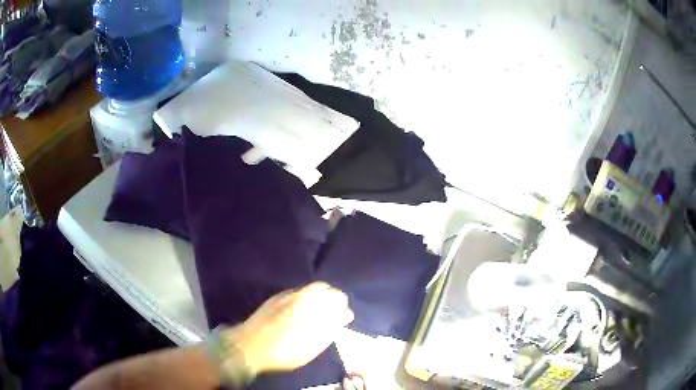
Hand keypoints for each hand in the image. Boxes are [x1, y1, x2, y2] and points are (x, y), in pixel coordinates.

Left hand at [221, 282, 353, 374]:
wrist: (250, 346)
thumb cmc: (282, 353)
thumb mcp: (310, 348)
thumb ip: (329, 330)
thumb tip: (343, 316)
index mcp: (314, 312)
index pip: (339, 301)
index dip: (344, 310)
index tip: (343, 318)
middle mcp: (304, 299)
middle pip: (328, 290)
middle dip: (335, 299)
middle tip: (333, 312)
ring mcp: (290, 295)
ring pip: (314, 287)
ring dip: (322, 295)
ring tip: (319, 309)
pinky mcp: (278, 296)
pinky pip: (299, 290)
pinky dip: (307, 296)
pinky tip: (302, 308)